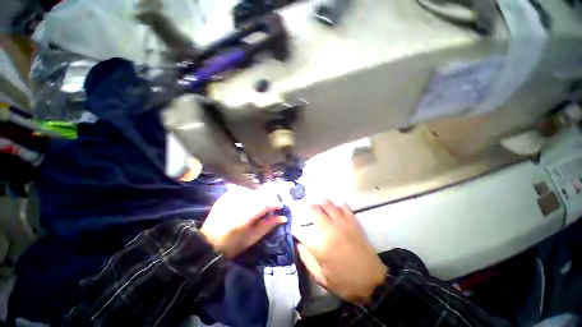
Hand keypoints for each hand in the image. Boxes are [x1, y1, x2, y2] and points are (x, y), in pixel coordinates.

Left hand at [200, 187, 286, 258]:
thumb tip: (283, 217)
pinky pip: (242, 190)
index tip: (280, 207)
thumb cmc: (232, 245)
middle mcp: (237, 204)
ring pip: (252, 190)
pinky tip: (250, 200)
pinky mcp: (224, 196)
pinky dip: (250, 194)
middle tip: (273, 205)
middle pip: (259, 194)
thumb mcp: (252, 238)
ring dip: (260, 195)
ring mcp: (229, 198)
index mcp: (244, 217)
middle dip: (269, 198)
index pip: (265, 203)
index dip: (275, 203)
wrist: (206, 244)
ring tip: (262, 203)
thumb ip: (268, 225)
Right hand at [293, 200, 387, 303]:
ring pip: (327, 203)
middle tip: (306, 213)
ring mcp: (342, 222)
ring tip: (319, 208)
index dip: (294, 228)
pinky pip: (343, 205)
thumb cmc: (344, 282)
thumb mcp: (321, 278)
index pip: (299, 229)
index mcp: (318, 245)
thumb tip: (298, 244)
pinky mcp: (353, 221)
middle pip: (313, 209)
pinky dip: (337, 205)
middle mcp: (328, 229)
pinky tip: (335, 209)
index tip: (294, 229)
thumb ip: (306, 259)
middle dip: (306, 209)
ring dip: (320, 204)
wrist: (373, 282)